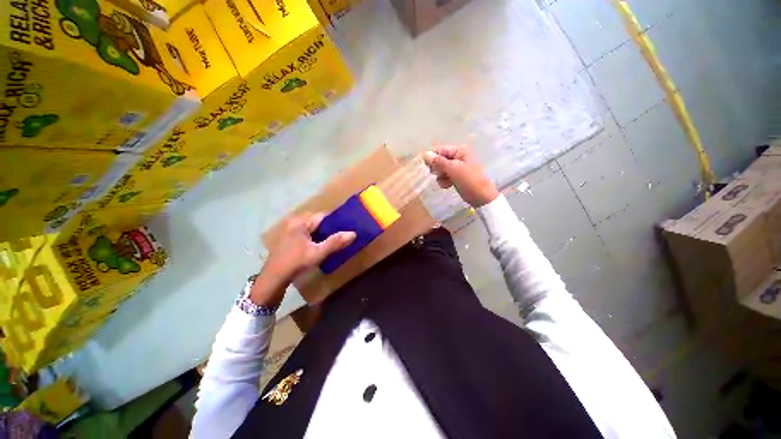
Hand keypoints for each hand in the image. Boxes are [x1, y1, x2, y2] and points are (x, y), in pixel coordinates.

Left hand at [250, 214, 355, 305]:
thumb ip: (335, 242)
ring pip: (313, 228)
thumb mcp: (318, 253)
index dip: (336, 220)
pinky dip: (317, 238)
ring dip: (324, 233)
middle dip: (331, 227)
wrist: (273, 279)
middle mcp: (295, 223)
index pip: (323, 216)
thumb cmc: (295, 262)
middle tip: (344, 233)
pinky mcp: (291, 240)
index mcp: (301, 222)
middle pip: (318, 221)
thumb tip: (353, 233)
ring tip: (337, 239)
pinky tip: (324, 245)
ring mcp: (291, 231)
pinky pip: (308, 234)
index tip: (349, 224)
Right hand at [423, 145, 498, 206]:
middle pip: (440, 159)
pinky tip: (448, 185)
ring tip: (445, 181)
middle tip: (437, 174)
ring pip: (441, 169)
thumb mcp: (453, 169)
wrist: (481, 197)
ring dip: (440, 176)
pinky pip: (445, 176)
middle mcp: (458, 157)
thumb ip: (439, 162)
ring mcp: (457, 168)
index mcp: (459, 151)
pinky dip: (444, 181)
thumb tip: (425, 154)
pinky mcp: (456, 177)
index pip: (440, 150)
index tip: (426, 166)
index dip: (432, 157)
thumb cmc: (469, 181)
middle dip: (437, 168)